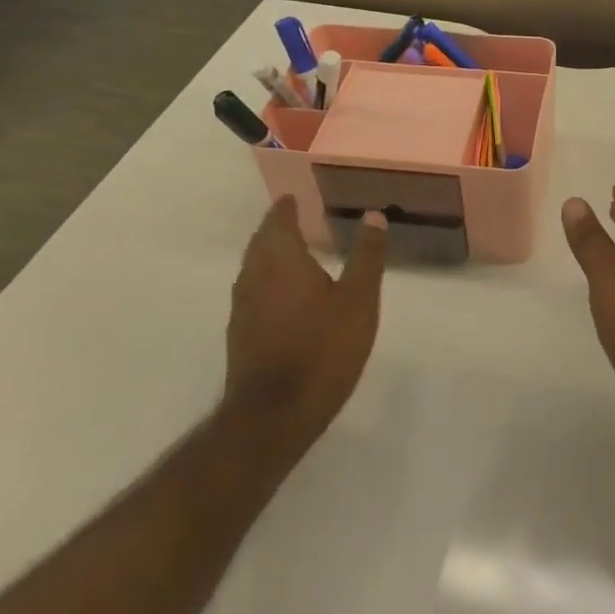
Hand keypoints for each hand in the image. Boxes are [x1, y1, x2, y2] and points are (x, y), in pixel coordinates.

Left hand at [223, 197, 386, 448]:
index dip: (285, 208)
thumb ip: (366, 256)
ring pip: (252, 268)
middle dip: (274, 228)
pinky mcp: (240, 335)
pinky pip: (252, 292)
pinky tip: (282, 296)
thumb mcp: (359, 300)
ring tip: (289, 252)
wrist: (274, 415)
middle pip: (260, 243)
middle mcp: (255, 278)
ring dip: (267, 253)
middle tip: (293, 219)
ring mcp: (243, 309)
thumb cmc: (322, 350)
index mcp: (282, 261)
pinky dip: (265, 280)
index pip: (278, 222)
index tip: (293, 198)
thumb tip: (373, 215)